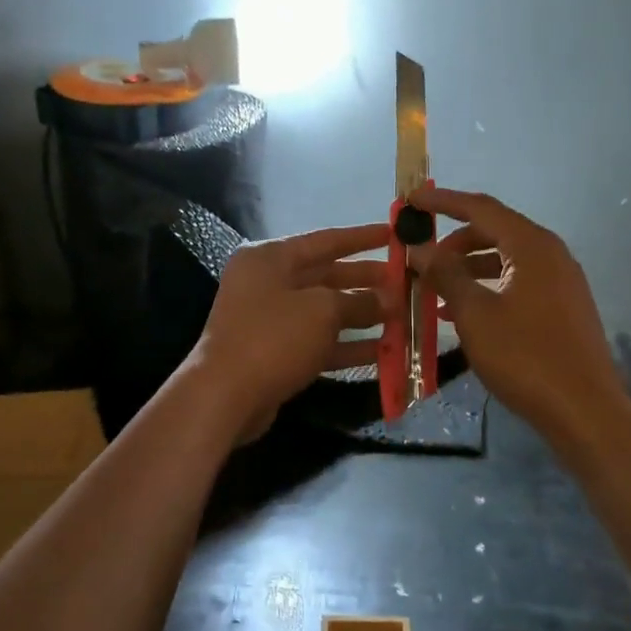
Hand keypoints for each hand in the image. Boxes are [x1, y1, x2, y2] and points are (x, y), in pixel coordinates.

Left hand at [186, 222, 392, 444]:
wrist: (225, 395)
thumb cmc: (274, 338)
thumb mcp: (322, 311)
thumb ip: (359, 300)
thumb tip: (387, 299)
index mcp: (271, 258)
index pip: (325, 240)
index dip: (362, 238)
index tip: (394, 234)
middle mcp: (267, 283)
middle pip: (326, 276)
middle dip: (365, 280)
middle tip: (404, 282)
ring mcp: (270, 320)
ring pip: (324, 312)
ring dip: (361, 315)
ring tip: (400, 318)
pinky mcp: (275, 353)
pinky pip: (318, 342)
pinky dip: (346, 345)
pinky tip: (382, 352)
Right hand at [407, 187, 625, 446]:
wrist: (584, 409)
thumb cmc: (525, 357)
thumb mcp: (476, 314)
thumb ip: (446, 274)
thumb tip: (421, 247)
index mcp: (532, 245)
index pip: (481, 208)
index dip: (444, 201)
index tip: (413, 199)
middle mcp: (551, 254)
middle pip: (495, 232)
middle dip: (454, 243)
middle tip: (421, 259)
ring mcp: (561, 281)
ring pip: (505, 260)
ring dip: (468, 270)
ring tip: (434, 292)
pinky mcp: (563, 307)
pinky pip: (518, 283)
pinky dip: (489, 289)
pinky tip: (463, 314)